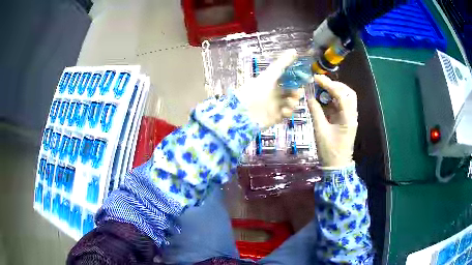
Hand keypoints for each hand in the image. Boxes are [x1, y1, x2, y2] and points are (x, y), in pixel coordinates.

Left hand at [237, 49, 301, 128]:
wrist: (244, 112)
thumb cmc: (255, 90)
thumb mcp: (269, 75)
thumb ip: (282, 63)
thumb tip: (294, 50)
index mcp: (272, 81)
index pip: (288, 78)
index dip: (296, 78)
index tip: (305, 78)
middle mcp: (275, 93)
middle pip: (292, 91)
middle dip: (296, 92)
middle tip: (296, 93)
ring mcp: (276, 105)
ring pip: (291, 103)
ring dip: (293, 102)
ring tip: (289, 102)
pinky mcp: (276, 117)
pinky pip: (287, 114)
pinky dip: (288, 112)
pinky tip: (284, 111)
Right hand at [307, 75, 357, 168]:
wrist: (337, 166)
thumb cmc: (329, 151)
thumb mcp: (320, 131)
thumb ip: (315, 111)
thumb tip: (309, 96)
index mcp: (348, 118)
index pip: (341, 95)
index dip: (329, 84)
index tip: (316, 78)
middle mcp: (352, 115)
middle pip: (348, 93)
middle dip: (335, 85)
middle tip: (320, 82)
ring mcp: (350, 117)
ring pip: (346, 98)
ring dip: (334, 91)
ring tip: (320, 88)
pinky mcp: (346, 120)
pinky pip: (341, 105)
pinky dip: (332, 99)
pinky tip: (323, 98)